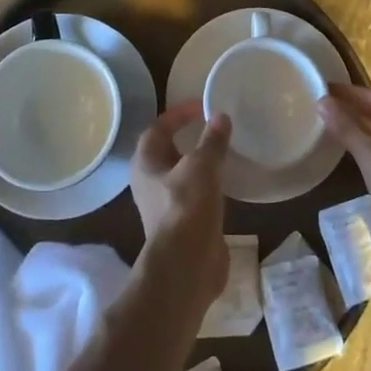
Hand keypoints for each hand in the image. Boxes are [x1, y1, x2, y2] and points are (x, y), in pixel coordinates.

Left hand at [129, 100, 231, 304]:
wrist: (186, 264)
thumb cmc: (187, 206)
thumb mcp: (203, 166)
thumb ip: (212, 140)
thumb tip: (220, 116)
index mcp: (145, 162)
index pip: (158, 128)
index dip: (177, 114)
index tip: (201, 106)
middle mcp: (149, 182)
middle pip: (166, 151)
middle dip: (186, 138)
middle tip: (211, 128)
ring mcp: (163, 205)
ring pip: (180, 175)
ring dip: (197, 163)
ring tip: (221, 153)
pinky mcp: (181, 224)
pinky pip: (192, 195)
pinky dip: (207, 185)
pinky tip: (225, 184)